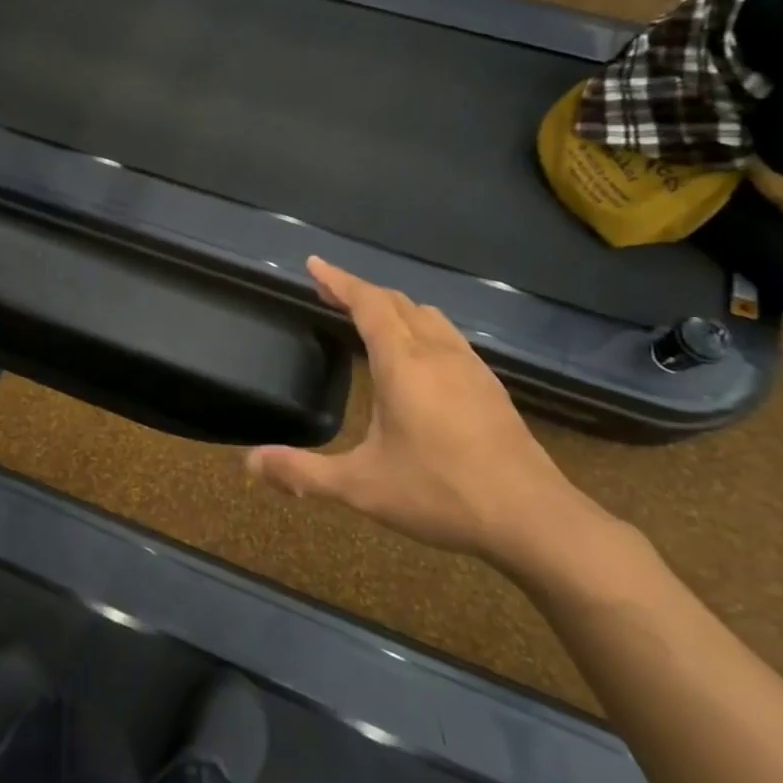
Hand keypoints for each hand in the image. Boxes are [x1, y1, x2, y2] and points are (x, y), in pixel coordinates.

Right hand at [246, 258, 598, 570]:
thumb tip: (249, 463)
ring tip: (369, 315)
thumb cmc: (440, 493)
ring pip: (428, 315)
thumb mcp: (360, 486)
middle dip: (360, 290)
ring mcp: (470, 367)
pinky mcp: (489, 386)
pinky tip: (417, 355)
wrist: (533, 518)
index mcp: (403, 364)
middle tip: (329, 290)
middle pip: (397, 302)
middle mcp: (437, 353)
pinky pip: (447, 335)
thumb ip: (302, 472)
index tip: (314, 264)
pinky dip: (420, 326)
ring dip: (394, 306)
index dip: (339, 280)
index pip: (368, 304)